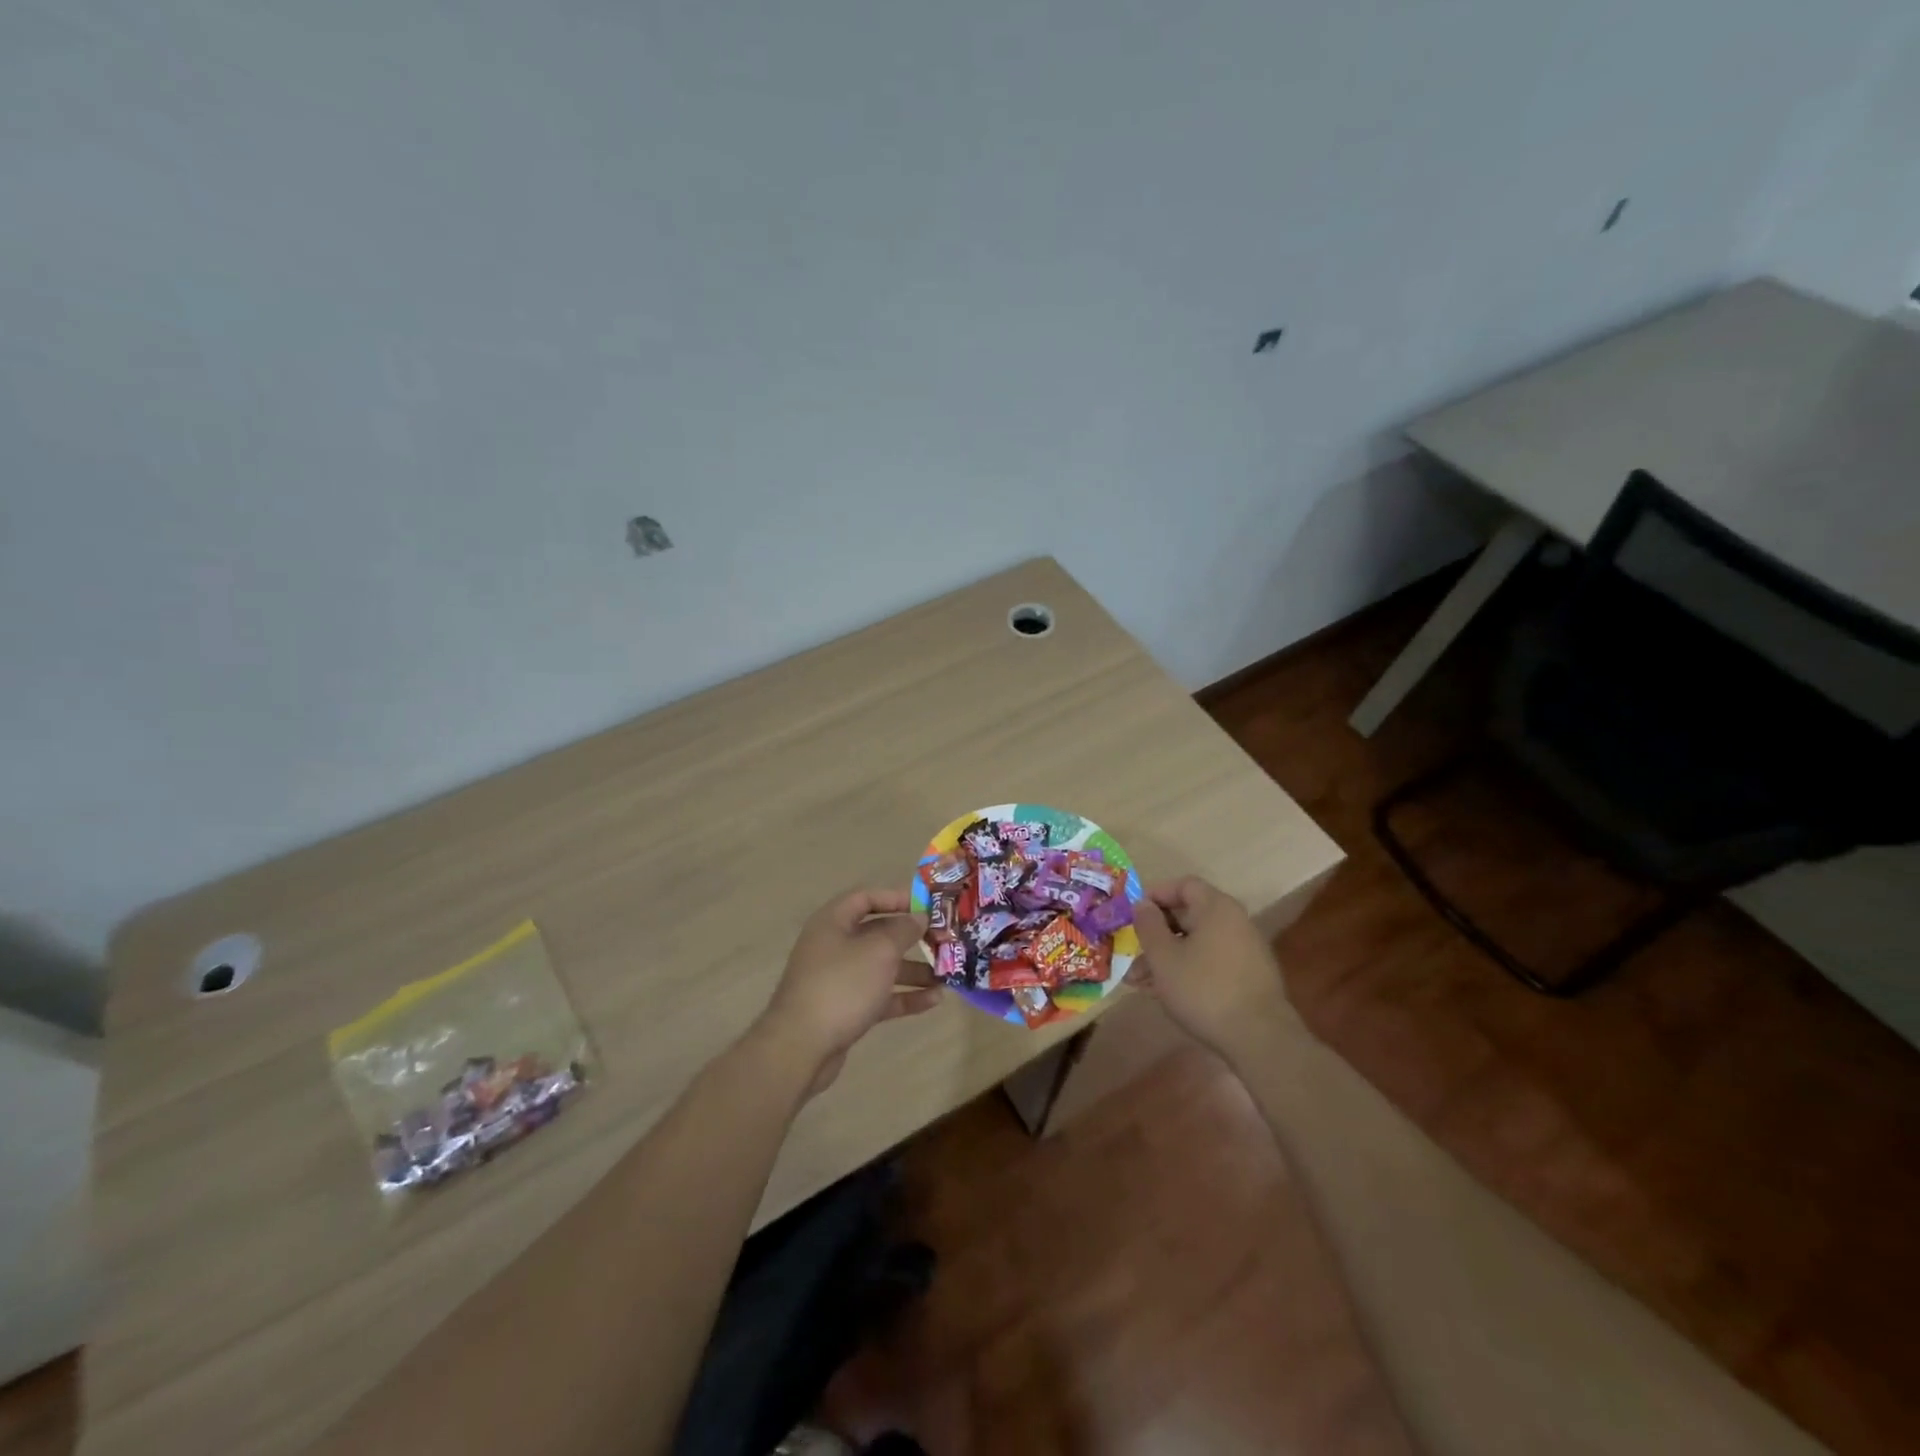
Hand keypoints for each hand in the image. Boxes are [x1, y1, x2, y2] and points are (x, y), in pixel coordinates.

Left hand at [756, 888, 941, 1094]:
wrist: (800, 1047)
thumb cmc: (841, 986)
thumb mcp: (879, 951)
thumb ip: (903, 930)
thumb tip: (918, 917)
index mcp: (833, 922)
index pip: (866, 898)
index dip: (896, 898)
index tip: (927, 906)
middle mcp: (834, 946)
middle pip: (877, 933)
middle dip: (911, 938)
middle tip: (943, 941)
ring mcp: (838, 980)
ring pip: (881, 967)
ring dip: (913, 970)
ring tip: (946, 976)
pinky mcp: (845, 1010)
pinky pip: (879, 996)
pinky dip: (904, 997)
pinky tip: (934, 1001)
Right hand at [1127, 877, 1291, 1059]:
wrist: (1260, 1039)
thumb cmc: (1204, 989)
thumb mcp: (1163, 957)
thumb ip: (1148, 925)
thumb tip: (1143, 904)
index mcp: (1216, 908)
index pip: (1184, 885)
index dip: (1156, 895)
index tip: (1133, 915)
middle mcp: (1235, 921)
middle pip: (1189, 916)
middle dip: (1156, 935)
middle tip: (1132, 956)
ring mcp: (1246, 950)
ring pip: (1197, 943)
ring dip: (1167, 958)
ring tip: (1140, 984)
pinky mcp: (1249, 976)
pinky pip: (1211, 962)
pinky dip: (1188, 970)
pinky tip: (1168, 994)